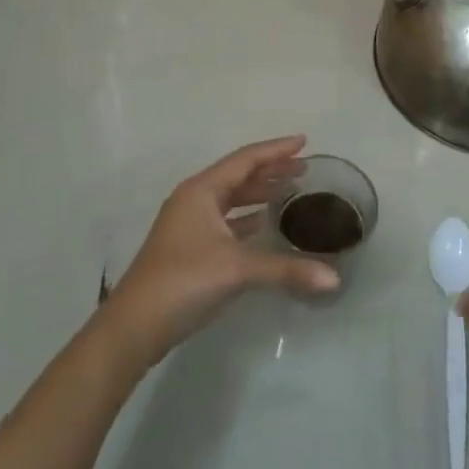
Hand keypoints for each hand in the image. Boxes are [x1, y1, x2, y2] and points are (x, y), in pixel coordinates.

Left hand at [98, 135, 339, 367]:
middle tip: (304, 169)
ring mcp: (189, 224)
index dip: (276, 150)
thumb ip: (286, 270)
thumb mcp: (237, 270)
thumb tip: (334, 279)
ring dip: (259, 193)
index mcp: (202, 191)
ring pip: (231, 199)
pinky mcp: (189, 248)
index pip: (246, 159)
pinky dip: (248, 219)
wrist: (134, 327)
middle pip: (238, 176)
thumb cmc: (184, 282)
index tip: (305, 141)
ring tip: (290, 191)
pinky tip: (266, 226)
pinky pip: (227, 221)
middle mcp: (194, 200)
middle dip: (271, 170)